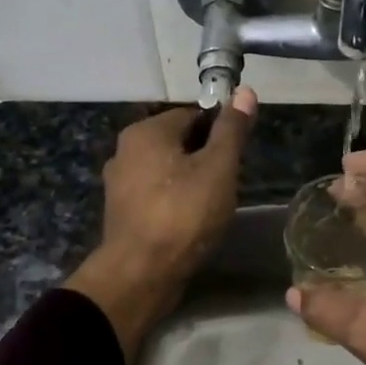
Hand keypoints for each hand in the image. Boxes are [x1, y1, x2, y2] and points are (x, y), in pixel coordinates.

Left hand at [66, 87, 256, 362]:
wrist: (140, 273)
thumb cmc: (183, 214)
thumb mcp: (218, 167)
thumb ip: (232, 130)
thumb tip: (245, 91)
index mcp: (145, 132)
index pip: (193, 115)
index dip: (220, 132)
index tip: (237, 157)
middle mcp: (125, 150)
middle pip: (178, 142)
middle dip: (206, 158)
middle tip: (228, 183)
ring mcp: (120, 184)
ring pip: (168, 170)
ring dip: (192, 181)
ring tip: (214, 205)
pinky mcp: (122, 212)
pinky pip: (157, 194)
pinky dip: (176, 201)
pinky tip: (192, 221)